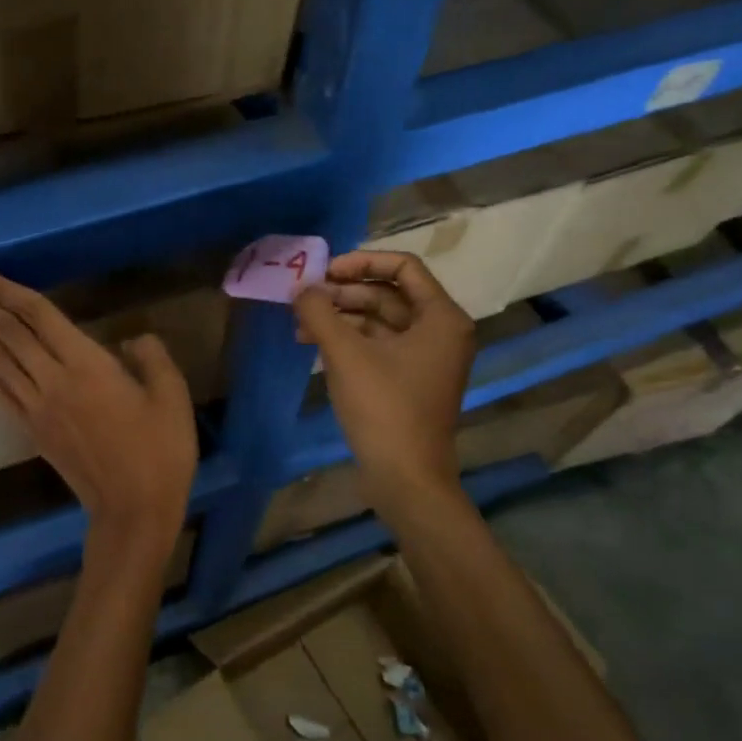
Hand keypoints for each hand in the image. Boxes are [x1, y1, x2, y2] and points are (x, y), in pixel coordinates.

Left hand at [0, 264, 195, 576]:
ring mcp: (36, 407)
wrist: (134, 510)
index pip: (35, 315)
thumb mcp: (172, 396)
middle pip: (2, 333)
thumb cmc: (160, 451)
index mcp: (87, 364)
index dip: (1, 289)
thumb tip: (133, 339)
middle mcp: (52, 379)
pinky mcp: (32, 430)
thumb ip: (152, 357)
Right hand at [293, 250, 476, 504]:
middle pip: (388, 293)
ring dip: (341, 317)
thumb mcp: (346, 354)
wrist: (406, 478)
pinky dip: (348, 340)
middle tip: (305, 299)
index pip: (404, 267)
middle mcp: (440, 331)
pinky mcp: (409, 380)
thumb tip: (302, 288)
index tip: (325, 272)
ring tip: (300, 324)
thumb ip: (320, 312)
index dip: (362, 262)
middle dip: (344, 293)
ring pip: (380, 320)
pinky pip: (378, 345)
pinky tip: (314, 344)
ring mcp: (426, 358)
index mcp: (441, 317)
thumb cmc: (383, 408)